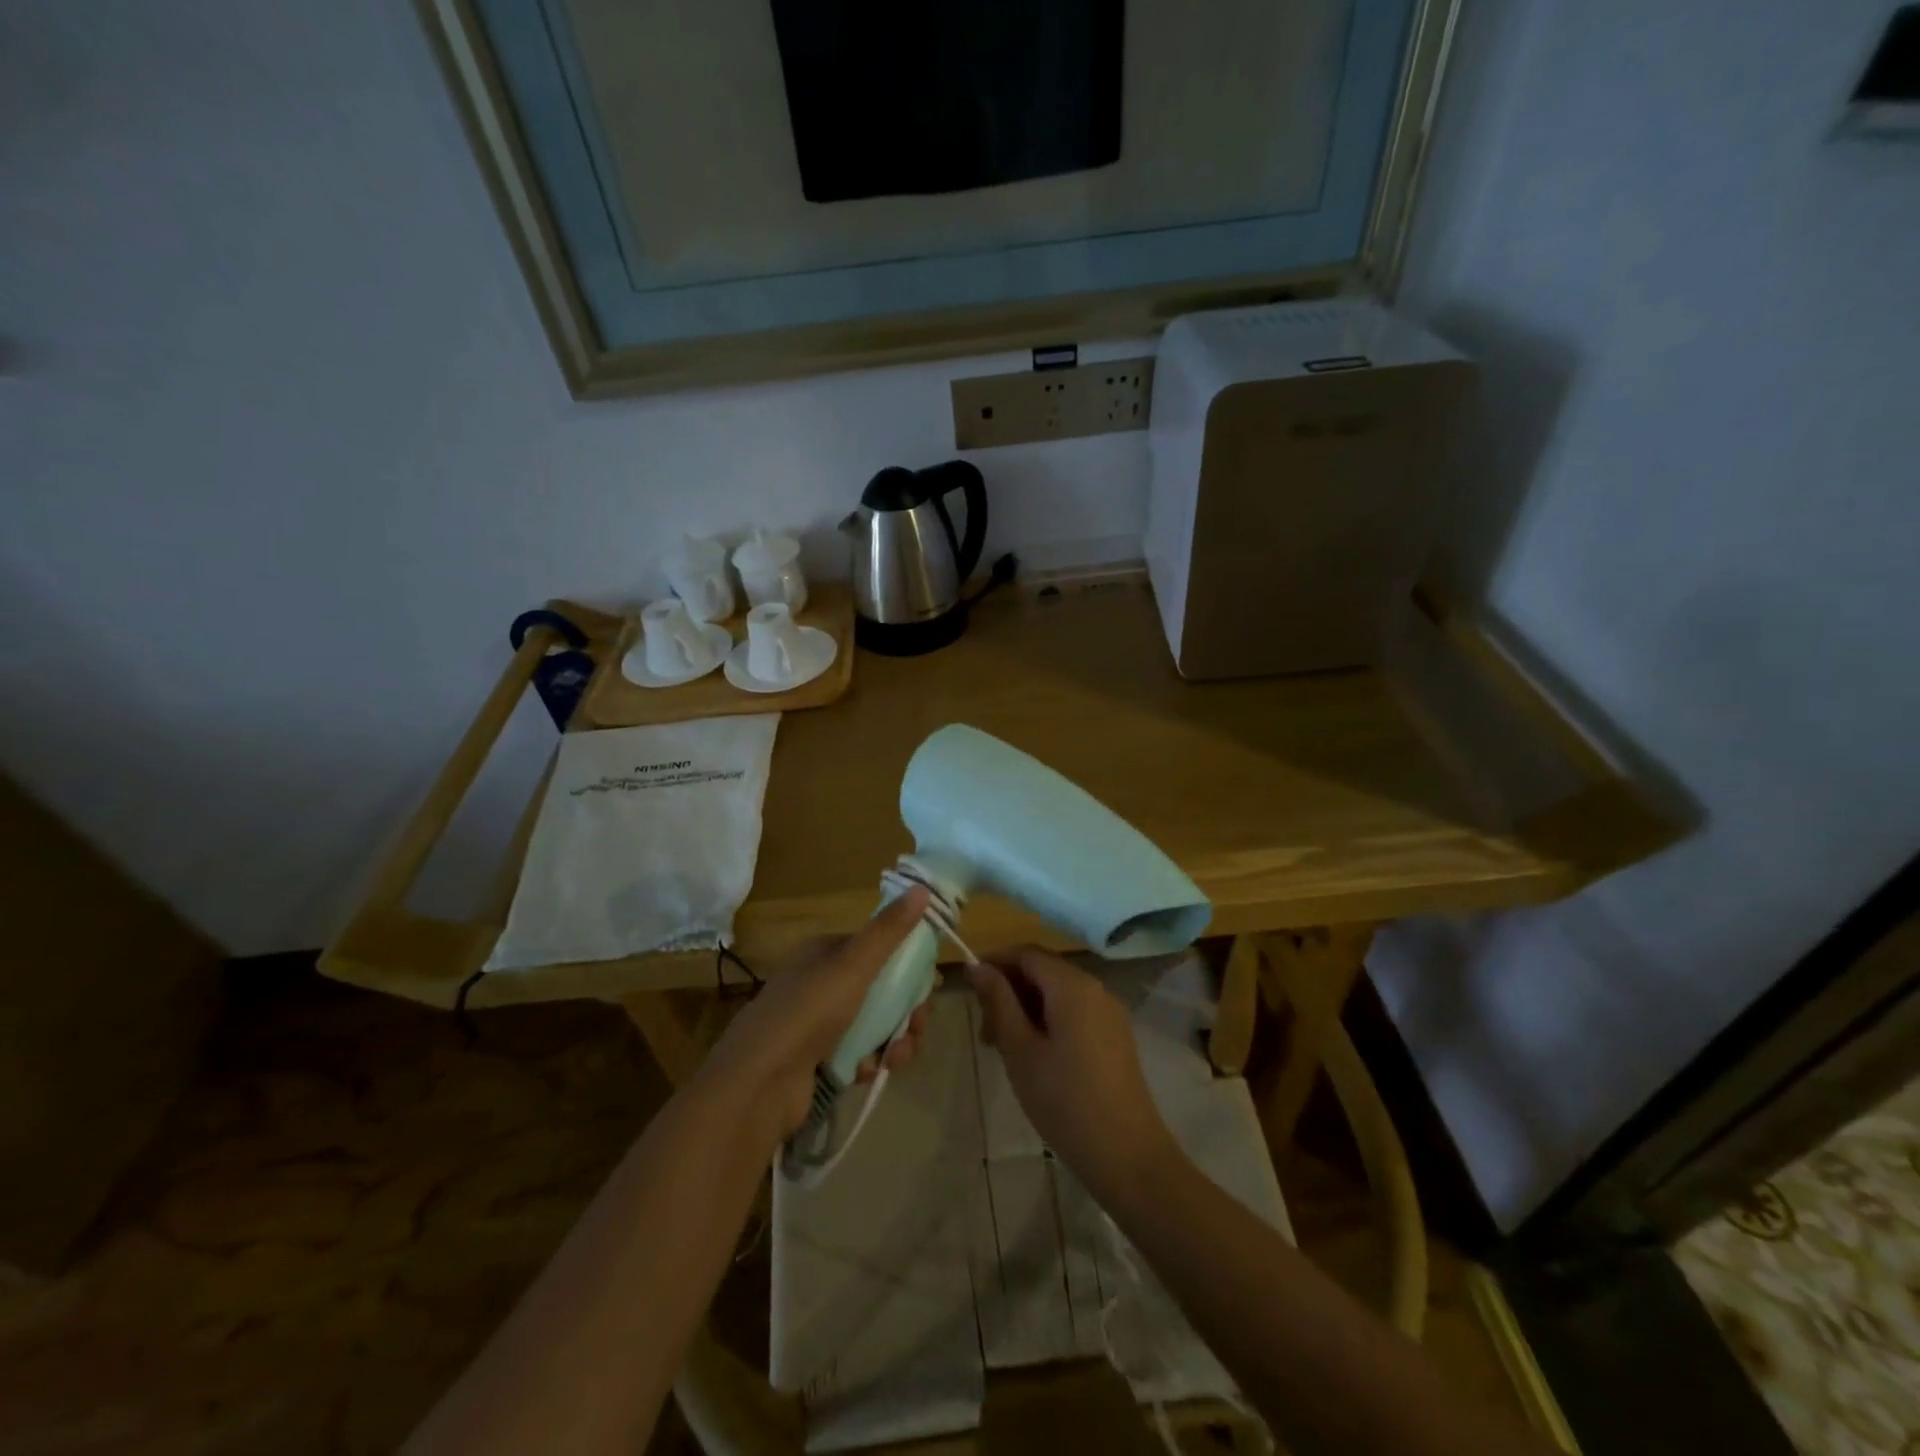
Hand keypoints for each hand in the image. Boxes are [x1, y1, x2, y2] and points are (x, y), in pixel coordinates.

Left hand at [695, 887, 931, 1141]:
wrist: (759, 1082)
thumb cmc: (808, 1011)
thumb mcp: (853, 964)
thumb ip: (889, 931)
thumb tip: (921, 888)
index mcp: (825, 953)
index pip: (877, 949)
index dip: (906, 965)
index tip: (928, 986)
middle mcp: (821, 984)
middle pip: (881, 990)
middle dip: (905, 1010)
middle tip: (916, 1026)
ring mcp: (818, 1024)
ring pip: (874, 1025)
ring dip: (894, 1040)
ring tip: (896, 1056)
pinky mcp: (819, 1062)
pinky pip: (859, 1055)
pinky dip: (870, 1062)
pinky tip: (869, 1072)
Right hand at [968, 947, 1179, 1206]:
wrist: (1127, 1155)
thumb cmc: (1064, 1100)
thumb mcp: (1020, 1050)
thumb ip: (998, 1002)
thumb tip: (978, 966)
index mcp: (1072, 985)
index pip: (1026, 953)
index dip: (995, 962)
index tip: (969, 988)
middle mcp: (1095, 987)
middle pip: (1043, 970)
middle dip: (1009, 989)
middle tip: (984, 1030)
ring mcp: (1109, 1012)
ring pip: (1057, 992)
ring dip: (1026, 1007)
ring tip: (1002, 1047)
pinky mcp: (1115, 1035)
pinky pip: (1075, 1011)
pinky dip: (1048, 1020)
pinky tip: (1034, 1055)